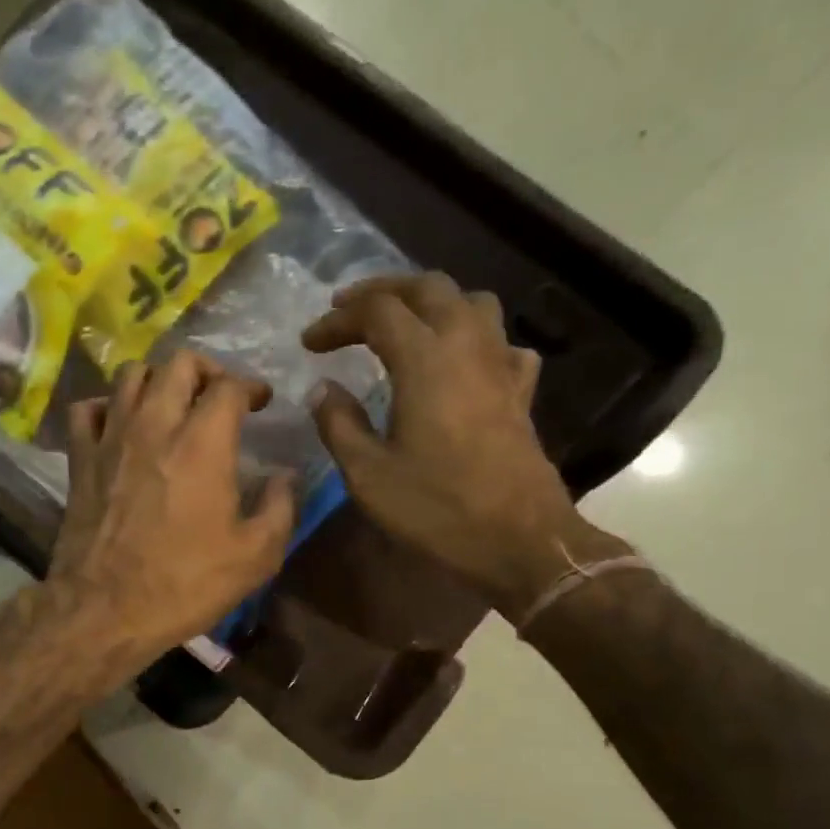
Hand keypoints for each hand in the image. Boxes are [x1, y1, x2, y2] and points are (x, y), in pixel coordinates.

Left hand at [46, 350, 294, 667]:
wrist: (105, 610)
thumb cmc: (184, 584)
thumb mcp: (255, 557)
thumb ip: (280, 507)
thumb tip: (284, 476)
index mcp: (203, 443)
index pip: (229, 386)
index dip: (251, 387)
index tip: (260, 402)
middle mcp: (154, 425)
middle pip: (178, 363)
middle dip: (207, 370)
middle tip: (218, 395)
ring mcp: (111, 438)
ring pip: (130, 374)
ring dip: (158, 379)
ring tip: (171, 403)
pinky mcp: (79, 459)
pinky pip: (87, 409)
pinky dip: (107, 407)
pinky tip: (120, 425)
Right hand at [304, 272, 628, 617]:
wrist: (519, 541)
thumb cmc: (436, 509)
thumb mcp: (368, 473)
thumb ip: (339, 424)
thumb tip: (323, 388)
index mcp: (425, 361)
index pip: (377, 312)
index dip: (338, 320)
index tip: (309, 343)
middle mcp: (467, 347)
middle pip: (429, 288)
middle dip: (383, 290)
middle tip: (348, 310)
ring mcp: (501, 366)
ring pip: (472, 303)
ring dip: (432, 302)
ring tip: (402, 324)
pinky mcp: (519, 392)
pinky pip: (500, 343)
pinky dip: (473, 339)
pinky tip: (458, 363)